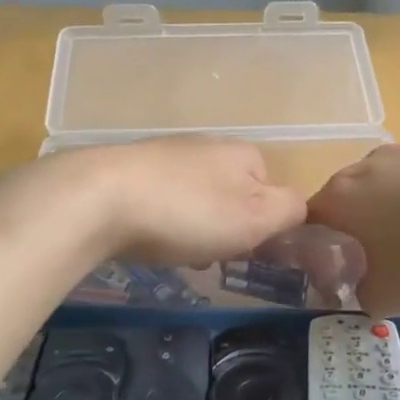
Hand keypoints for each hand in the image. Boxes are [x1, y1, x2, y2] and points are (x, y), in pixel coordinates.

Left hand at [67, 136, 307, 266]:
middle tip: (206, 253)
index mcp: (244, 154)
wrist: (100, 199)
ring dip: (192, 229)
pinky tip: (145, 237)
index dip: (262, 227)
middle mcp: (208, 146)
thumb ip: (289, 210)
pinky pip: (161, 201)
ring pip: (196, 201)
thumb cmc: (187, 212)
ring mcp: (167, 155)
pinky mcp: (131, 170)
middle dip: (224, 229)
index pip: (272, 192)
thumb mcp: (255, 217)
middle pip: (232, 197)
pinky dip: (160, 222)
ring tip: (173, 250)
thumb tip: (299, 207)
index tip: (242, 249)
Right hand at [306, 128, 399, 314]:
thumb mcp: (386, 298)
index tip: (339, 274)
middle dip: (357, 228)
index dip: (319, 251)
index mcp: (338, 199)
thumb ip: (357, 294)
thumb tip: (358, 287)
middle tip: (380, 263)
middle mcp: (364, 167)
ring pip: (389, 181)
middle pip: (347, 199)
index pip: (308, 223)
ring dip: (397, 206)